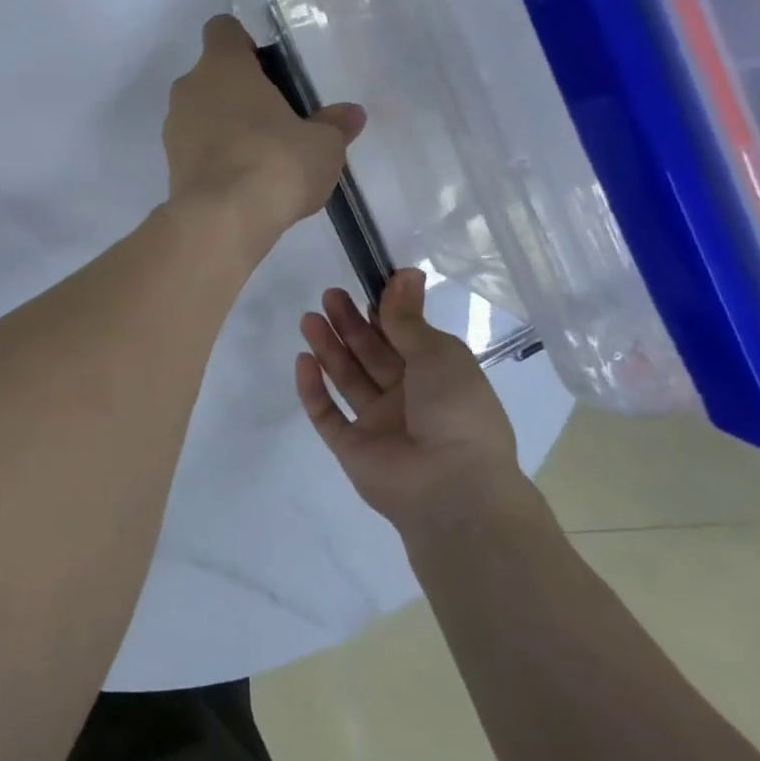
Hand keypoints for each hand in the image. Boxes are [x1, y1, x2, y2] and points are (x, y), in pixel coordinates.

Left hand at [162, 15, 364, 246]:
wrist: (220, 220)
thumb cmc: (275, 163)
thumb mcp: (322, 145)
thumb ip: (334, 125)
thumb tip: (351, 114)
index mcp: (222, 66)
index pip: (222, 29)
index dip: (245, 43)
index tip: (271, 68)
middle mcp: (189, 88)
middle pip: (213, 74)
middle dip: (241, 90)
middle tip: (278, 116)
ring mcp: (174, 127)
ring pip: (201, 111)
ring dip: (226, 123)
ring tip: (263, 154)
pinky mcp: (170, 163)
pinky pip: (196, 145)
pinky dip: (216, 154)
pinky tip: (244, 179)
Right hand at [295, 269, 528, 537]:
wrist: (453, 488)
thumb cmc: (455, 411)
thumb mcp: (438, 354)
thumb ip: (408, 318)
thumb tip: (406, 272)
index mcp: (436, 377)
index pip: (402, 337)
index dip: (382, 312)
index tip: (363, 285)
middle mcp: (406, 398)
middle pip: (370, 354)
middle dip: (349, 324)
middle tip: (329, 296)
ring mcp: (377, 425)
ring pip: (347, 379)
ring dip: (329, 348)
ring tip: (309, 318)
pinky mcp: (351, 448)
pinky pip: (327, 414)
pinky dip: (313, 389)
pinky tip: (303, 361)